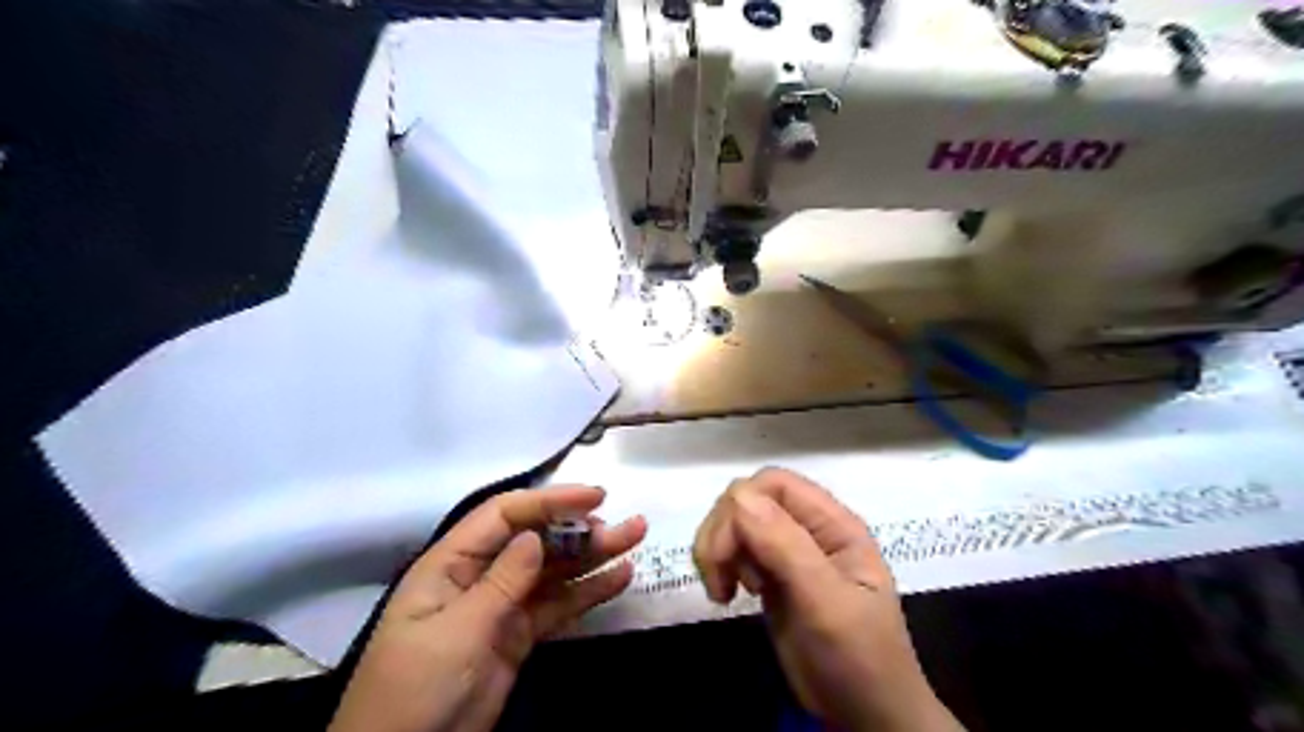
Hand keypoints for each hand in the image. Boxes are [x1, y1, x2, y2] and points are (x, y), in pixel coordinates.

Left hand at [331, 487, 644, 731]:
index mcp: (452, 563)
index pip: (506, 515)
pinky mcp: (519, 634)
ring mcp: (502, 605)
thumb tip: (535, 536)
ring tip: (635, 540)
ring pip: (554, 571)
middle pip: (537, 541)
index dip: (551, 501)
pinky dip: (588, 592)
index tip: (596, 498)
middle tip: (628, 526)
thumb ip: (501, 582)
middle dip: (582, 530)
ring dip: (593, 556)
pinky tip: (619, 578)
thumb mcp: (456, 631)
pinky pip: (558, 606)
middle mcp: (480, 575)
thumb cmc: (414, 687)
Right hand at [698, 470, 961, 731]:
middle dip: (723, 534)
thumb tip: (738, 496)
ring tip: (725, 591)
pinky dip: (721, 566)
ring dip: (718, 551)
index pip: (774, 484)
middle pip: (748, 500)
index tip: (725, 555)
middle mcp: (809, 529)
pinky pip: (736, 551)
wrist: (866, 717)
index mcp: (833, 523)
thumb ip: (786, 548)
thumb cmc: (858, 659)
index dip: (741, 507)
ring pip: (736, 524)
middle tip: (720, 581)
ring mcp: (789, 553)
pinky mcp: (772, 576)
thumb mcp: (827, 603)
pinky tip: (729, 594)